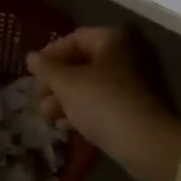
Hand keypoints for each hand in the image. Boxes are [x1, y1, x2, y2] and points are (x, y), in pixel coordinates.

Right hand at [28, 26, 180, 180]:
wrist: (149, 143)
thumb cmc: (105, 103)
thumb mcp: (68, 84)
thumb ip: (47, 68)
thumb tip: (31, 57)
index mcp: (116, 37)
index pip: (75, 38)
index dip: (50, 55)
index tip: (32, 75)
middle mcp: (132, 51)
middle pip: (85, 62)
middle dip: (58, 82)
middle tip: (39, 99)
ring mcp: (140, 79)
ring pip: (95, 83)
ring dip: (68, 98)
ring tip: (48, 117)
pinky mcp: (142, 105)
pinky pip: (108, 100)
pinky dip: (86, 109)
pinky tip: (67, 126)